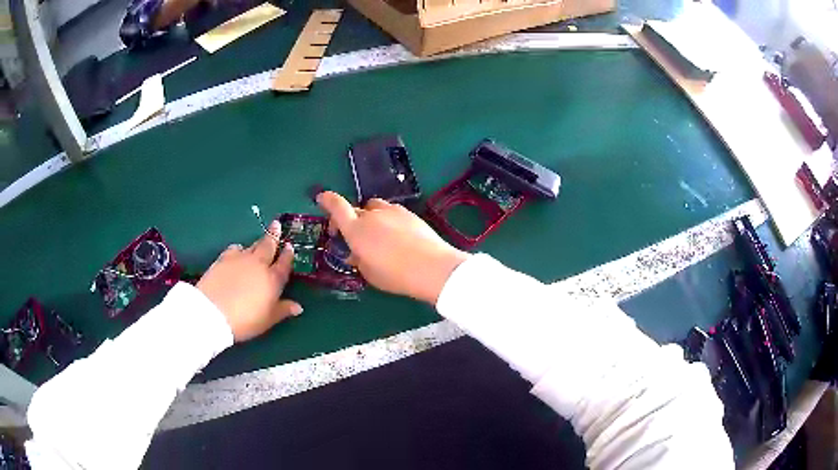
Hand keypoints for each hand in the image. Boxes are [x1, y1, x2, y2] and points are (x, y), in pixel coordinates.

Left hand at [197, 221, 302, 341]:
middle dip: (273, 235)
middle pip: (268, 246)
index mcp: (272, 279)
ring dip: (257, 242)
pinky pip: (235, 249)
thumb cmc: (245, 320)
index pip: (284, 264)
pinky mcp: (223, 259)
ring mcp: (240, 259)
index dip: (287, 255)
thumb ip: (283, 310)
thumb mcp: (267, 320)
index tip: (289, 246)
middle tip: (276, 224)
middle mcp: (258, 264)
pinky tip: (238, 252)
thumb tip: (298, 307)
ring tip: (259, 241)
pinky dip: (239, 249)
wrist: (213, 312)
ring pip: (252, 246)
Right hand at [317, 192, 469, 303]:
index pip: (337, 208)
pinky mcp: (409, 213)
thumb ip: (358, 259)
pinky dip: (387, 219)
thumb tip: (355, 252)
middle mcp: (372, 215)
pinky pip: (391, 212)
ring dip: (370, 217)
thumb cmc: (395, 275)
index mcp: (356, 230)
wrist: (432, 267)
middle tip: (354, 236)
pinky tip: (397, 235)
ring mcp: (392, 211)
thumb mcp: (369, 273)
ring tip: (377, 234)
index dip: (327, 200)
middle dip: (350, 219)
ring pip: (374, 208)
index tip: (321, 198)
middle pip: (355, 209)